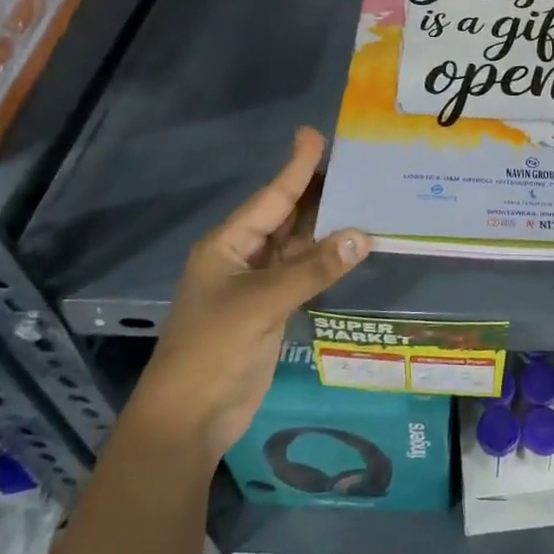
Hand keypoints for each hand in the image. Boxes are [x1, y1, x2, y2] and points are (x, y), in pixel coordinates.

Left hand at [132, 127, 369, 459]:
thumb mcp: (260, 304)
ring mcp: (257, 285)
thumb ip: (312, 269)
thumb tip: (362, 236)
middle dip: (317, 193)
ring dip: (326, 228)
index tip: (316, 135)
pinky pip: (303, 274)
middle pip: (285, 217)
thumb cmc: (213, 349)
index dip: (296, 167)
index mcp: (227, 245)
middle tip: (354, 164)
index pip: (271, 198)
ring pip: (297, 246)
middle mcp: (242, 257)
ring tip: (363, 198)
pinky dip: (326, 262)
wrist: (189, 418)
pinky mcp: (271, 310)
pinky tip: (351, 248)